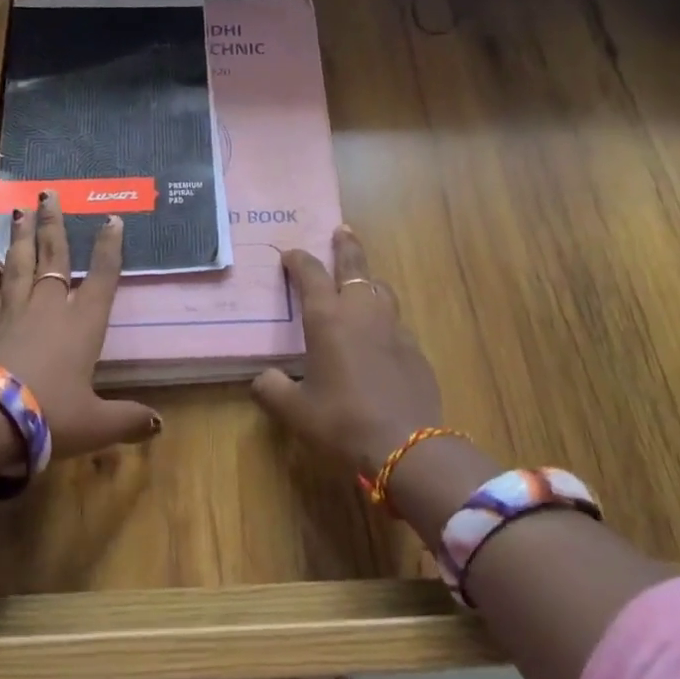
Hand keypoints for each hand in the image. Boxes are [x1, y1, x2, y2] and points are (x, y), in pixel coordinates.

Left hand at [0, 190, 160, 461]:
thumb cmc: (51, 416)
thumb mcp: (97, 424)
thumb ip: (127, 420)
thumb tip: (157, 426)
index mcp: (83, 325)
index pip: (101, 278)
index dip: (109, 249)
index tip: (112, 219)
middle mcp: (49, 310)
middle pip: (54, 259)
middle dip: (55, 226)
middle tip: (50, 195)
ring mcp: (12, 315)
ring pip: (18, 268)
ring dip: (21, 239)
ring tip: (20, 211)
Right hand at [250, 226, 442, 474]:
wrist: (406, 449)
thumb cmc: (341, 424)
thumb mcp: (295, 412)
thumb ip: (272, 390)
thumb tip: (264, 379)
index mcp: (328, 319)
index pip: (310, 275)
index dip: (299, 261)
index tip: (290, 254)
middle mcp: (362, 313)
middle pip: (355, 267)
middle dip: (346, 246)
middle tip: (342, 230)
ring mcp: (394, 330)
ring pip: (381, 290)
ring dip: (368, 280)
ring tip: (360, 282)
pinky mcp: (416, 351)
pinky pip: (395, 324)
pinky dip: (383, 320)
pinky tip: (379, 340)